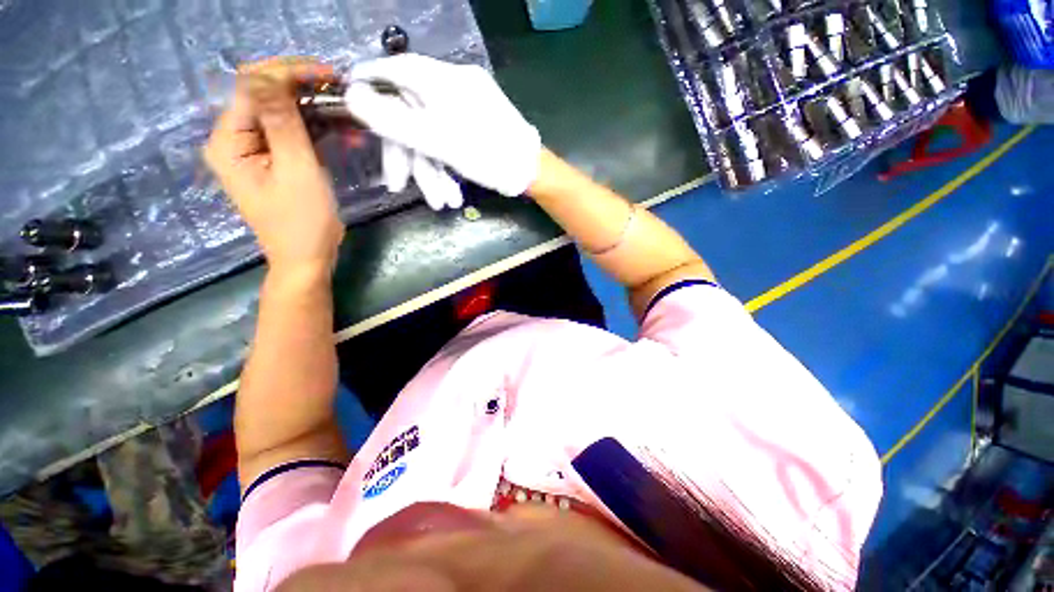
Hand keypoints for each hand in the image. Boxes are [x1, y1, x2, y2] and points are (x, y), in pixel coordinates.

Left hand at [204, 58, 344, 276]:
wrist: (306, 258)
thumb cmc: (302, 221)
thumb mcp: (296, 171)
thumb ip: (283, 122)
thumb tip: (270, 76)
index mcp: (229, 140)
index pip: (252, 86)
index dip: (288, 73)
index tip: (329, 75)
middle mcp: (235, 139)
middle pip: (266, 95)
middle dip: (305, 89)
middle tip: (343, 93)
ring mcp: (255, 149)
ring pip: (284, 113)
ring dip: (317, 111)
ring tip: (350, 115)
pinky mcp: (274, 160)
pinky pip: (294, 133)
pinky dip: (319, 130)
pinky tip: (345, 134)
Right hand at [345, 54, 541, 209]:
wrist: (531, 174)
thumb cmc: (488, 156)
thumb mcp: (437, 141)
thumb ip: (393, 120)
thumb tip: (350, 94)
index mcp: (443, 81)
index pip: (395, 69)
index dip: (370, 83)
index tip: (350, 99)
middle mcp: (454, 88)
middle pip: (413, 114)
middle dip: (406, 155)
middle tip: (397, 185)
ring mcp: (467, 108)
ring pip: (432, 135)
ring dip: (430, 172)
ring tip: (439, 202)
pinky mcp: (476, 127)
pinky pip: (450, 141)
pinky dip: (447, 168)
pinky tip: (451, 193)